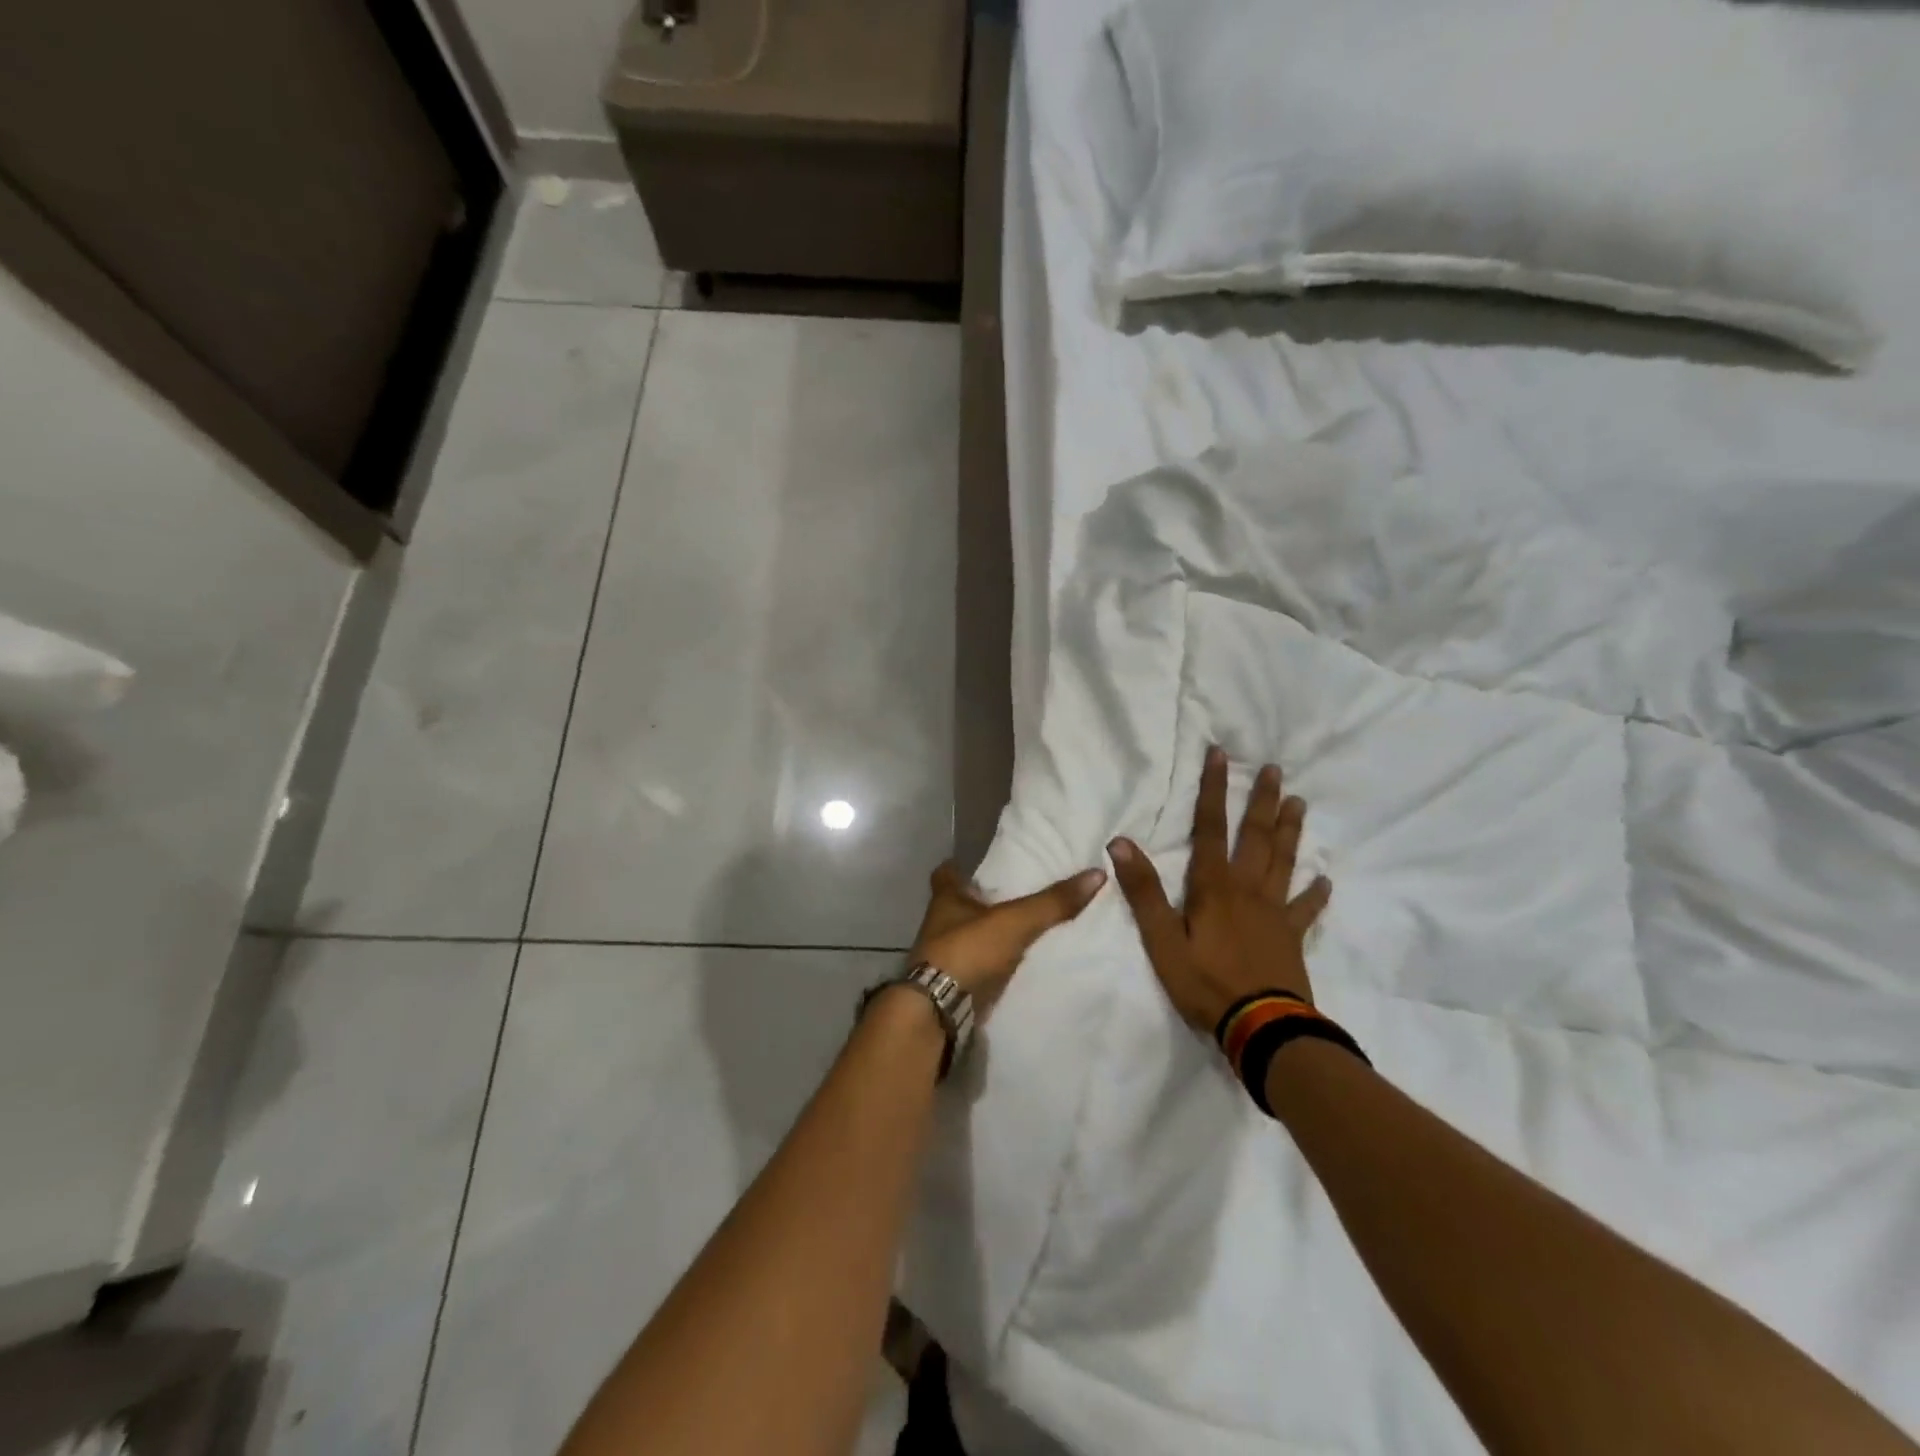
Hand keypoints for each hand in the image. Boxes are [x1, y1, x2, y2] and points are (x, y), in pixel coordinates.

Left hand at [911, 861, 1106, 1006]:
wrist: (938, 1011)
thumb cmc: (967, 951)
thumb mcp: (1014, 921)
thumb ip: (1052, 902)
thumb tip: (1096, 874)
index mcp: (945, 900)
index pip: (946, 874)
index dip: (960, 868)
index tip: (978, 865)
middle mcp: (939, 925)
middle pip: (958, 907)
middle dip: (980, 903)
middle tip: (1013, 897)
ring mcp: (942, 958)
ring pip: (967, 938)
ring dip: (986, 937)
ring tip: (1020, 931)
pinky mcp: (952, 985)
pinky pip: (975, 969)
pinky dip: (990, 967)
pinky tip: (1013, 967)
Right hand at [1108, 746, 1332, 1032]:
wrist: (1261, 1028)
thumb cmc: (1204, 983)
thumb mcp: (1161, 939)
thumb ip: (1144, 891)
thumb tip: (1120, 842)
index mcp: (1213, 886)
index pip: (1210, 827)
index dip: (1213, 789)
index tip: (1220, 754)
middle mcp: (1247, 889)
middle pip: (1256, 836)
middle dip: (1262, 800)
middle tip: (1275, 769)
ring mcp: (1274, 912)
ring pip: (1284, 862)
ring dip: (1290, 830)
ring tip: (1299, 802)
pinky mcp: (1291, 937)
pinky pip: (1306, 909)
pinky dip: (1316, 893)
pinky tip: (1325, 880)